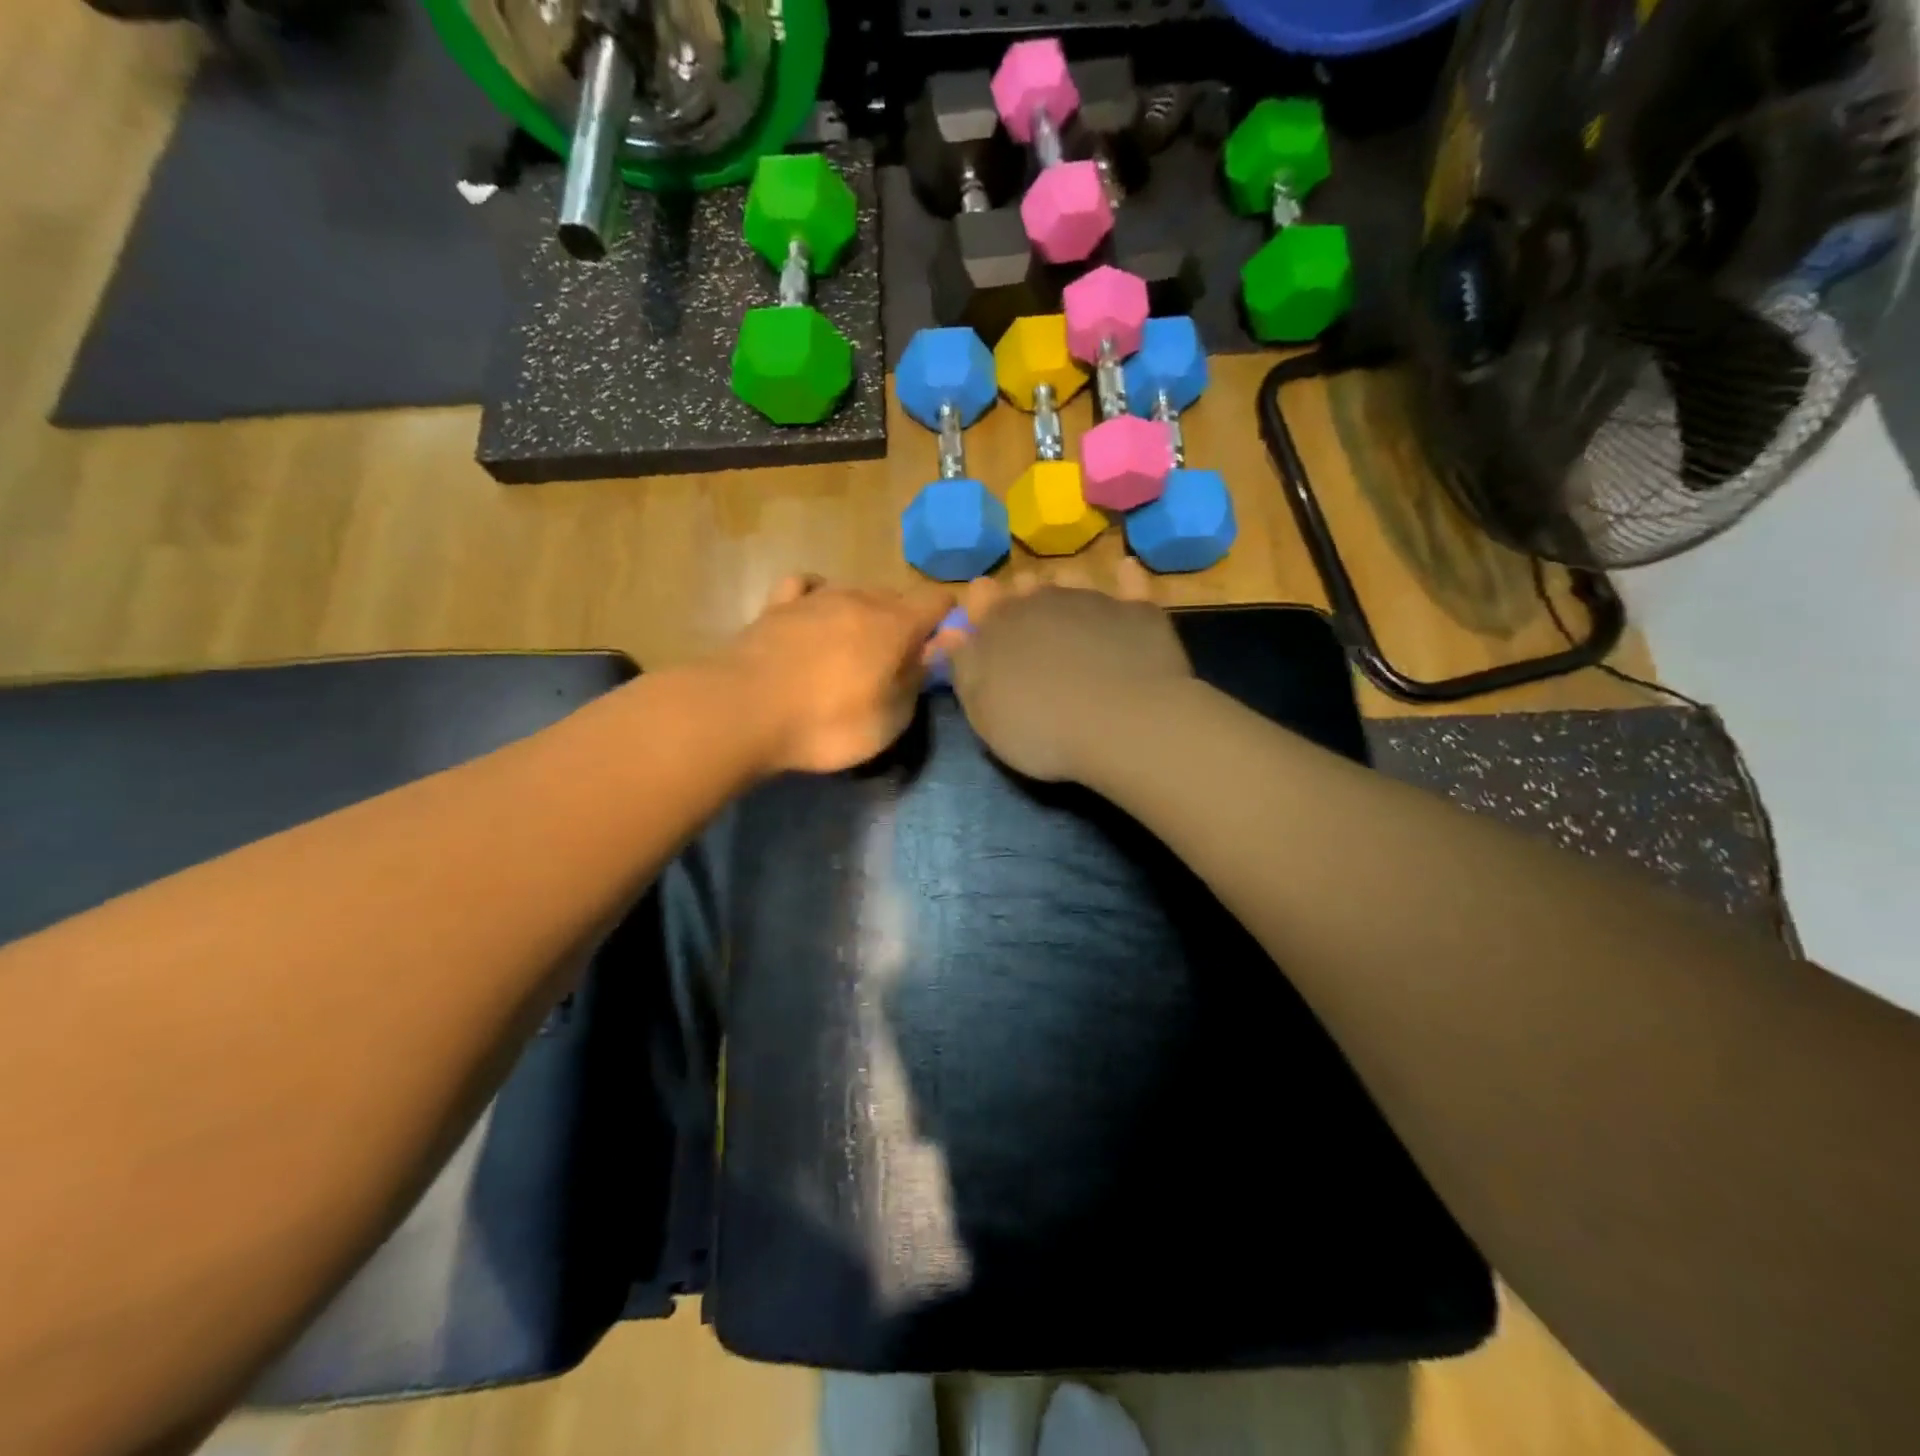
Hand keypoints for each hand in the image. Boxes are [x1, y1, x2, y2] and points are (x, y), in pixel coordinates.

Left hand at [721, 574, 954, 773]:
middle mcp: (858, 598)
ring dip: (863, 614)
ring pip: (853, 592)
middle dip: (904, 622)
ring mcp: (814, 598)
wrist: (743, 712)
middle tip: (896, 663)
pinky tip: (813, 614)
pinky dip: (817, 597)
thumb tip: (943, 644)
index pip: (937, 601)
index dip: (949, 619)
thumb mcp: (890, 718)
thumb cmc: (827, 723)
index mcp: (894, 623)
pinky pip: (805, 587)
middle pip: (896, 596)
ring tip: (853, 649)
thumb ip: (918, 676)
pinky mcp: (776, 606)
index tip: (944, 647)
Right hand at [944, 561, 1192, 781]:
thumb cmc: (1042, 729)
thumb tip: (948, 634)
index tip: (983, 618)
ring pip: (1072, 579)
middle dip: (1023, 598)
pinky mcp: (1137, 611)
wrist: (1124, 725)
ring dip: (1065, 587)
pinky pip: (1130, 583)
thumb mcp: (984, 712)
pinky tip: (1125, 571)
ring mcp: (1093, 600)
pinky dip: (1125, 578)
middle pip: (1026, 587)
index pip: (981, 598)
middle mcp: (1043, 600)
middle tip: (1028, 624)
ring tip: (1068, 608)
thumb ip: (964, 669)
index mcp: (999, 624)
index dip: (981, 605)